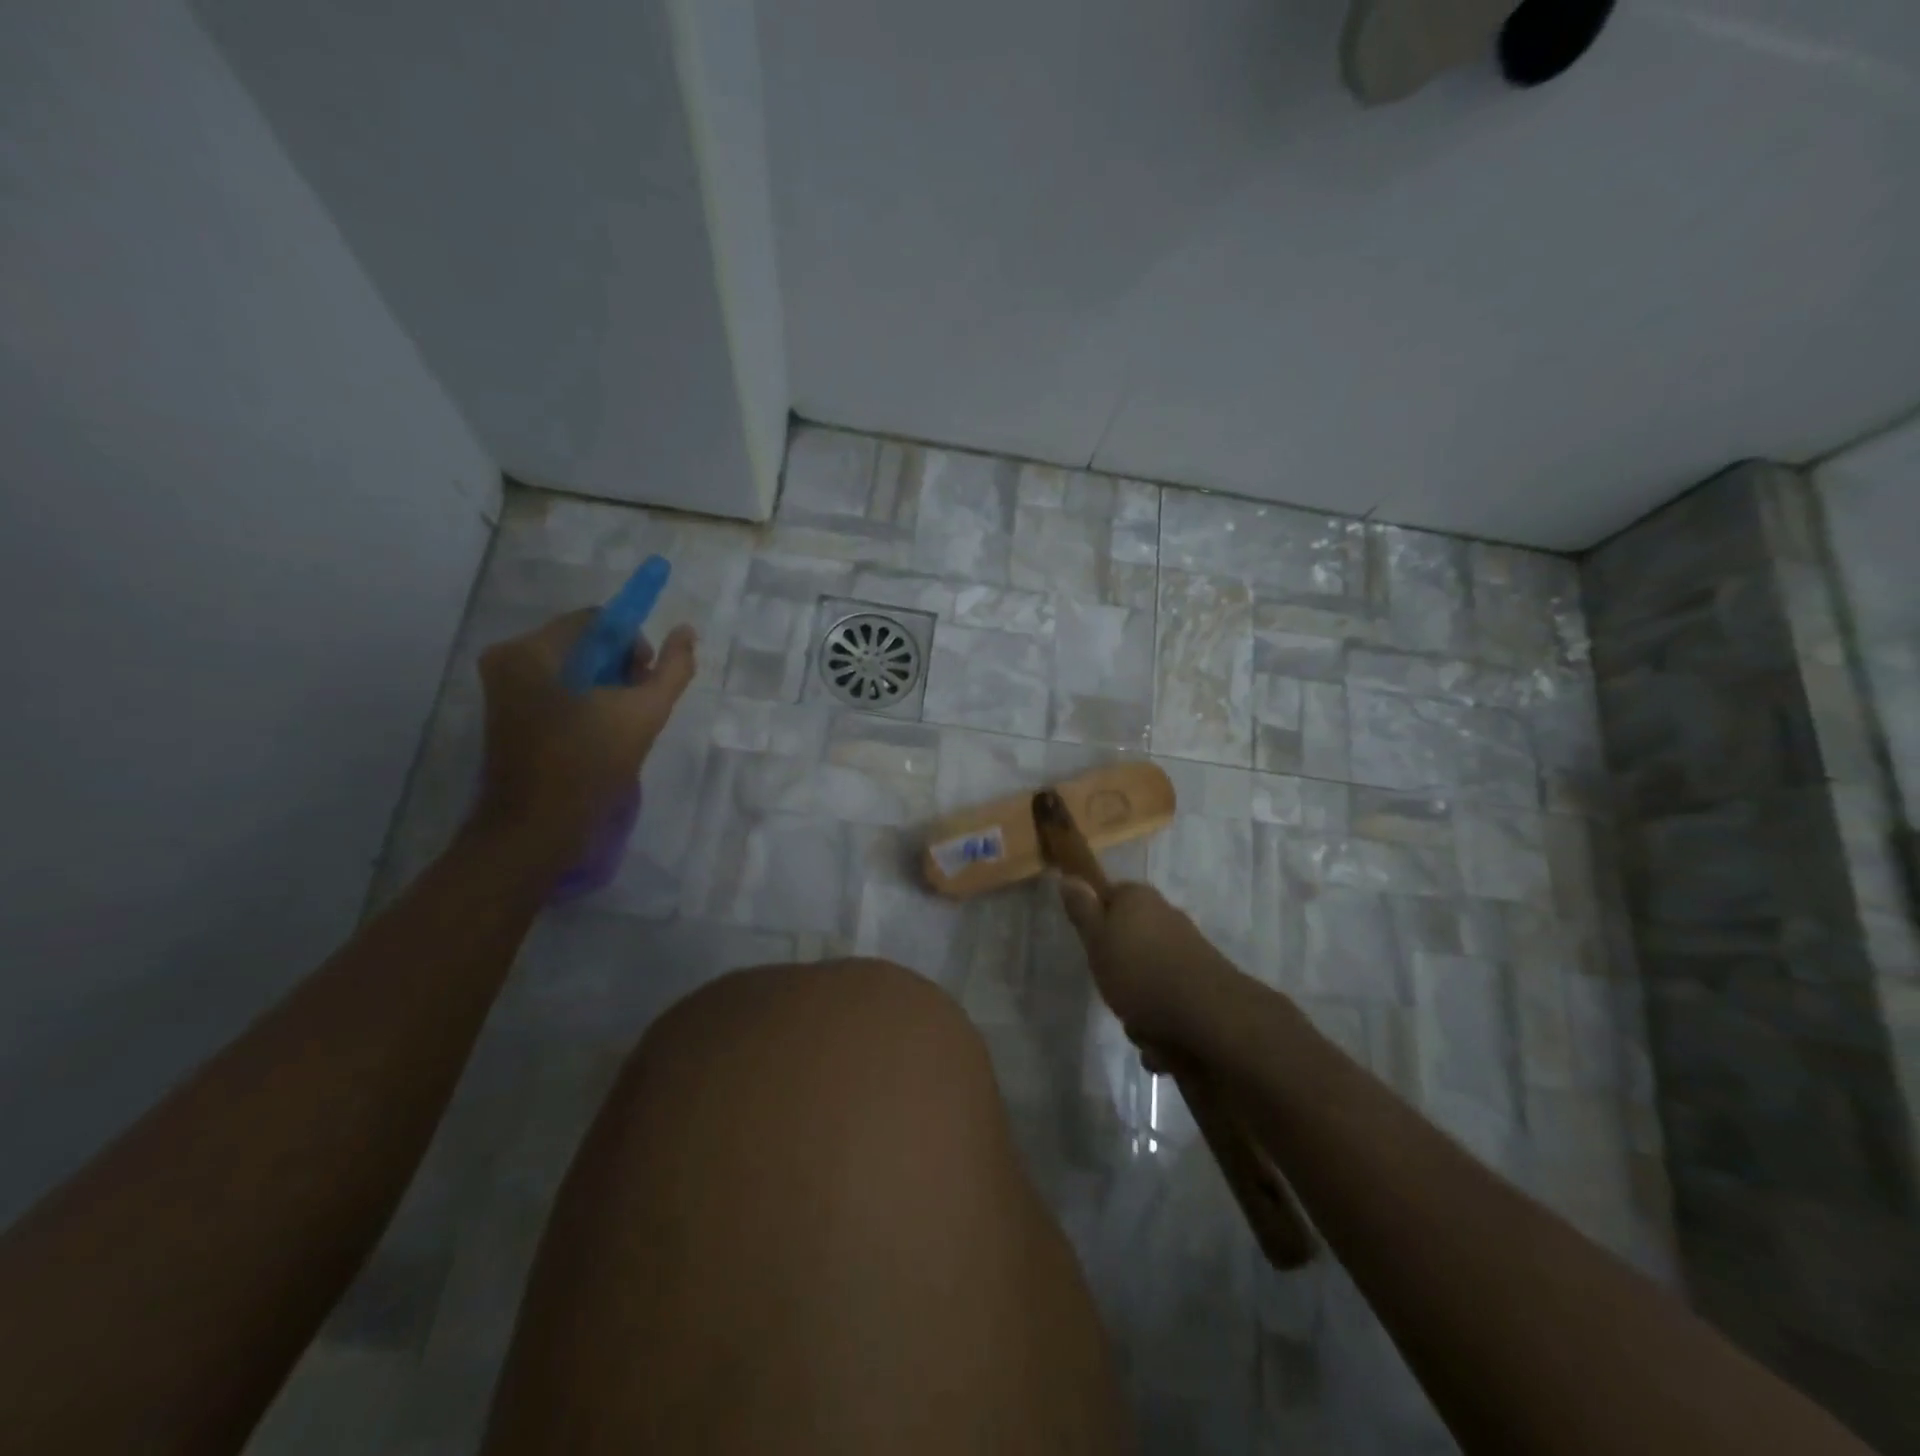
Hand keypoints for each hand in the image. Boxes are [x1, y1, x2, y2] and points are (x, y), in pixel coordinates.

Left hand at [472, 610, 696, 858]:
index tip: (645, 682)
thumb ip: (672, 669)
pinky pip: (556, 688)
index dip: (633, 645)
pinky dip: (583, 702)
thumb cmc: (589, 765)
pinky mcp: (505, 713)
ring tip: (620, 724)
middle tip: (636, 706)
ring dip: (604, 687)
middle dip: (619, 668)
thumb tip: (686, 631)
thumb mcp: (644, 712)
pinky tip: (598, 732)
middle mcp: (508, 658)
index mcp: (532, 650)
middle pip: (583, 642)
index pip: (597, 621)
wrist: (536, 829)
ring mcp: (502, 687)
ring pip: (572, 667)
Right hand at [1056, 878, 1237, 1050]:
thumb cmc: (1140, 973)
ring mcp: (1187, 948)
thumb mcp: (1097, 941)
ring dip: (1139, 1004)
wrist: (1208, 1016)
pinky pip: (1169, 1000)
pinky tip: (1161, 1043)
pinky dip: (1162, 1022)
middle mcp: (1164, 915)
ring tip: (1139, 1026)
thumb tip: (1069, 877)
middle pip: (1128, 939)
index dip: (1095, 922)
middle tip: (1111, 990)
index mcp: (1137, 898)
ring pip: (1148, 974)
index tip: (1091, 949)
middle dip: (1118, 971)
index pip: (1108, 897)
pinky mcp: (1203, 980)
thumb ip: (1082, 911)